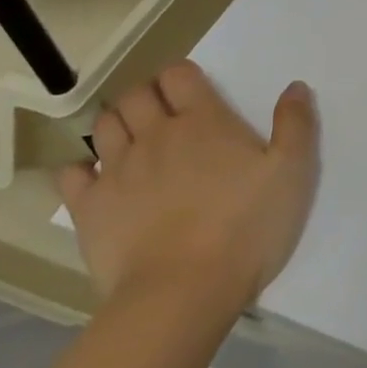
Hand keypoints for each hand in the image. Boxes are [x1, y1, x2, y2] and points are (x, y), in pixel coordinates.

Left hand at [58, 63, 317, 307]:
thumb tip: (295, 86)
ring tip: (132, 140)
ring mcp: (117, 170)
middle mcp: (156, 134)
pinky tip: (93, 178)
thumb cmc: (246, 228)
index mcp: (204, 121)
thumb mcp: (293, 173)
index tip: (192, 91)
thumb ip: (296, 125)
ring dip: (117, 123)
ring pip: (104, 125)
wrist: (184, 292)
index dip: (182, 76)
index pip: (179, 75)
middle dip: (147, 95)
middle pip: (137, 94)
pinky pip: (70, 174)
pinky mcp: (89, 208)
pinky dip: (79, 169)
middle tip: (163, 114)